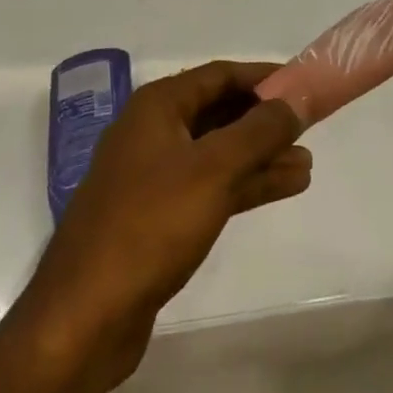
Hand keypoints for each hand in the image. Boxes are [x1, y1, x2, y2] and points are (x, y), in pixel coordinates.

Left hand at [24, 61, 309, 389]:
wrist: (84, 317)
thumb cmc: (150, 225)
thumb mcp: (213, 170)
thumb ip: (258, 132)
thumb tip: (294, 101)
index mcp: (158, 107)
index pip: (219, 75)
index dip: (262, 77)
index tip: (302, 84)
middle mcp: (153, 131)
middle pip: (219, 112)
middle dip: (264, 121)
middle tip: (308, 126)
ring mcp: (153, 176)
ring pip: (218, 154)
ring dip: (260, 156)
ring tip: (306, 163)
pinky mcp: (157, 218)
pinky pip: (210, 186)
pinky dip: (244, 185)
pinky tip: (282, 188)